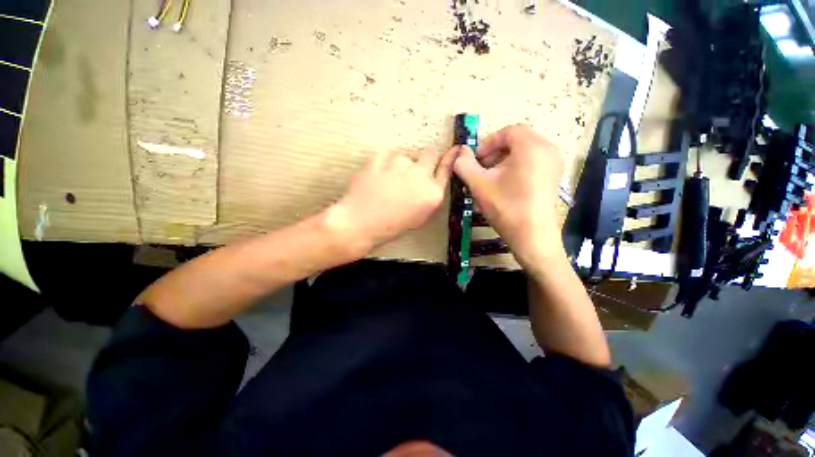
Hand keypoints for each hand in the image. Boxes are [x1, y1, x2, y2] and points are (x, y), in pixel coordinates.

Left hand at [331, 146, 458, 250]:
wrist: (361, 223)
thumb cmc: (391, 226)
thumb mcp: (419, 217)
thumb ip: (429, 196)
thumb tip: (430, 180)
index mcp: (433, 193)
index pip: (447, 168)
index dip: (450, 157)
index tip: (455, 150)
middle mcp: (421, 174)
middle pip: (430, 152)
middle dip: (425, 158)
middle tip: (413, 171)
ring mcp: (400, 163)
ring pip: (405, 155)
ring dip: (400, 165)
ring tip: (387, 182)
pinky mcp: (381, 156)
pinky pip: (387, 154)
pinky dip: (384, 162)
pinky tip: (377, 176)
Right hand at [453, 125, 564, 268]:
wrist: (532, 236)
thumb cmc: (506, 207)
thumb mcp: (479, 185)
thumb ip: (465, 165)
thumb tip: (459, 153)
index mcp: (531, 147)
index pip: (508, 131)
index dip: (488, 143)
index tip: (476, 161)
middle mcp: (547, 149)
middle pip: (517, 140)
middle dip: (496, 152)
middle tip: (482, 170)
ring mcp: (554, 164)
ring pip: (524, 151)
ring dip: (505, 160)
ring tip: (492, 179)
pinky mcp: (554, 177)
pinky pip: (533, 162)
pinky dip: (516, 167)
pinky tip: (506, 185)